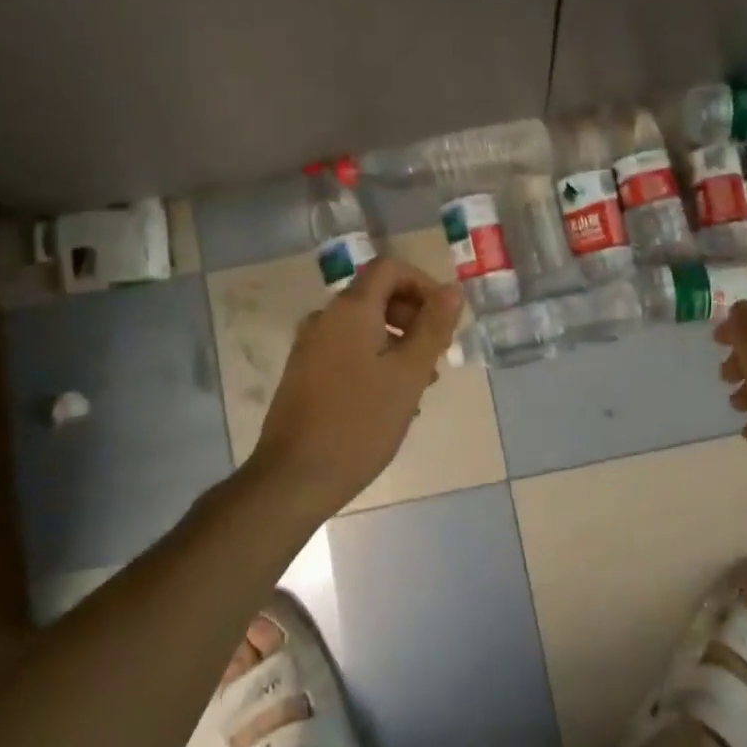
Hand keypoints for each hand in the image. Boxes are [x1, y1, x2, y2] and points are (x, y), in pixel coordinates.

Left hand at [251, 256, 464, 507]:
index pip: (390, 269)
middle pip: (377, 296)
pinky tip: (390, 400)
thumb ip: (433, 327)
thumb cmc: (360, 422)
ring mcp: (310, 346)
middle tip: (437, 357)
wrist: (294, 477)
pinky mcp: (304, 373)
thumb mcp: (409, 373)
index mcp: (350, 310)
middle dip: (414, 318)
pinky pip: (348, 350)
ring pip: (365, 327)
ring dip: (398, 344)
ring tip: (420, 385)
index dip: (423, 285)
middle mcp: (325, 318)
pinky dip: (375, 360)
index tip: (445, 320)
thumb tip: (452, 290)